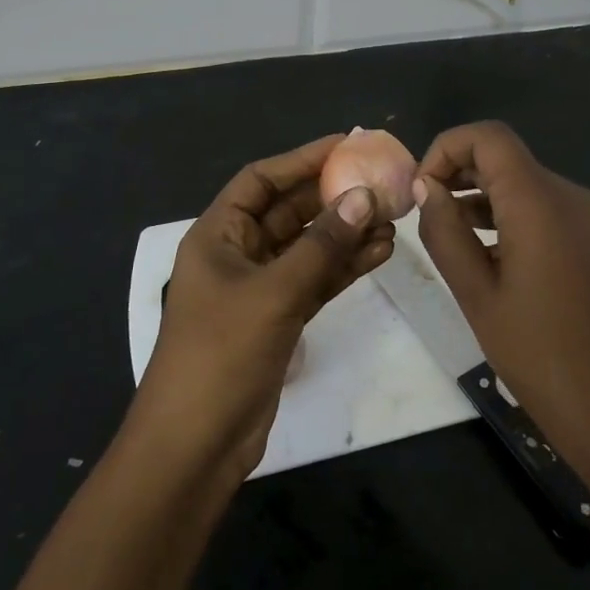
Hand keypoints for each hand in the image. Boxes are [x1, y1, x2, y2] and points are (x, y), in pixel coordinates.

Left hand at [129, 134, 394, 483]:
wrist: (197, 443)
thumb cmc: (221, 354)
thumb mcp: (274, 293)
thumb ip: (321, 245)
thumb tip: (363, 197)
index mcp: (218, 235)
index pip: (261, 180)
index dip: (301, 159)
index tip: (346, 145)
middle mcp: (237, 253)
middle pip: (288, 211)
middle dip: (333, 197)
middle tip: (381, 182)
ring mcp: (259, 287)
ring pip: (308, 247)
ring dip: (346, 233)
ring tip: (392, 219)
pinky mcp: (279, 317)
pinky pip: (315, 280)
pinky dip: (344, 267)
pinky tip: (380, 253)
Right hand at [412, 122, 589, 534]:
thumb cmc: (541, 355)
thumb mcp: (477, 294)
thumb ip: (445, 232)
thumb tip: (427, 187)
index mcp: (539, 201)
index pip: (488, 137)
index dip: (446, 148)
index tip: (421, 189)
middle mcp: (570, 196)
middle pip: (507, 158)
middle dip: (461, 172)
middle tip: (426, 212)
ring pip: (527, 186)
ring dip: (484, 198)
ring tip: (450, 238)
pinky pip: (548, 212)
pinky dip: (512, 218)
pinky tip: (491, 259)